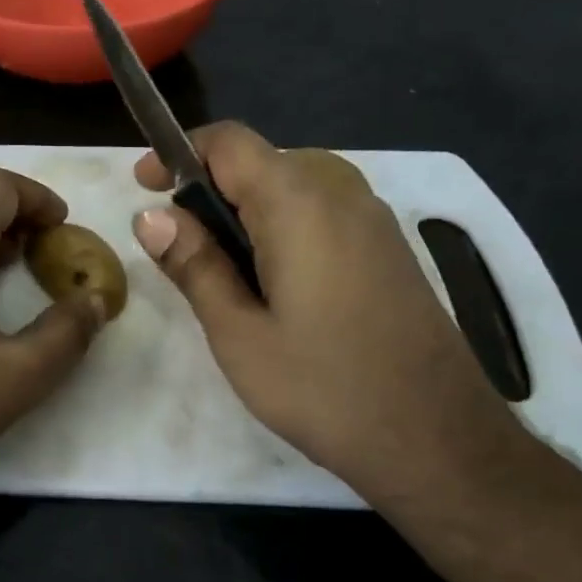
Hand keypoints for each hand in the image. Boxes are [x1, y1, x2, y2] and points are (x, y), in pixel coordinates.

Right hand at [133, 123, 525, 513]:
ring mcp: (374, 219)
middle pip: (261, 162)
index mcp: (298, 203)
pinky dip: (283, 228)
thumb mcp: (239, 334)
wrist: (437, 439)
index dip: (179, 154)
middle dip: (210, 190)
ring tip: (223, 275)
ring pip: (293, 187)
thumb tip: (151, 215)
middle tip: (180, 249)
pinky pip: (323, 212)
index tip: (145, 187)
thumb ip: (194, 266)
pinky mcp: (389, 248)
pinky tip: (275, 287)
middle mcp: (342, 192)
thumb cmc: (324, 388)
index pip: (229, 142)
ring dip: (247, 213)